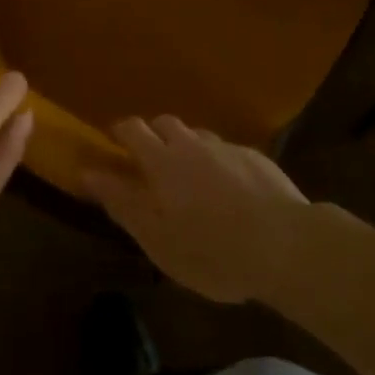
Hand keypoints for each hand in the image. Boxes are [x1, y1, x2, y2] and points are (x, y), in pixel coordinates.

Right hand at [85, 115, 307, 303]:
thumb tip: (87, 172)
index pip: (132, 129)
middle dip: (154, 136)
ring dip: (188, 149)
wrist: (286, 246)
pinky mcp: (257, 159)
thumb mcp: (157, 238)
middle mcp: (192, 143)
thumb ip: (121, 202)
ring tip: (193, 180)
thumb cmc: (212, 250)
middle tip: (153, 166)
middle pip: (165, 123)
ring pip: (198, 137)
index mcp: (162, 160)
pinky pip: (227, 153)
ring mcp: (227, 148)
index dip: (120, 132)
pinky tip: (231, 193)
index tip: (113, 145)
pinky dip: (219, 164)